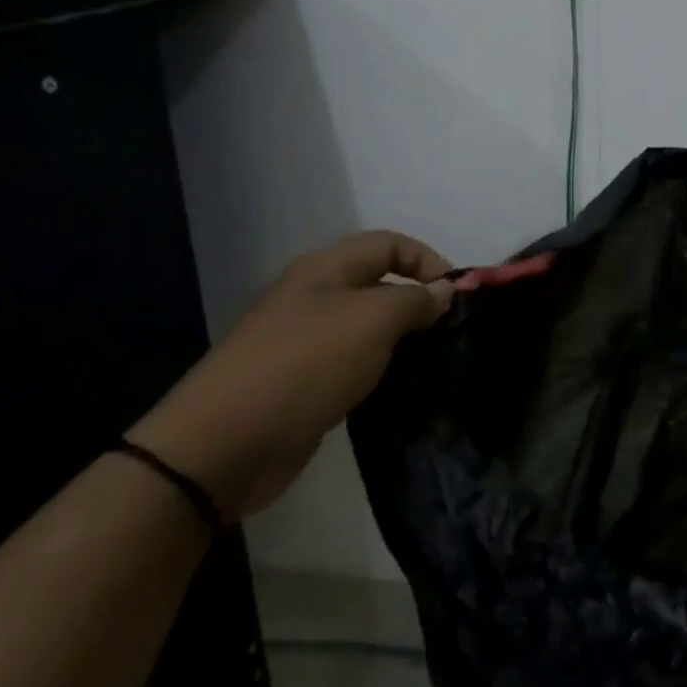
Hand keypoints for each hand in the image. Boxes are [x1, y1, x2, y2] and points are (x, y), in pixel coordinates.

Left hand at [128, 232, 454, 521]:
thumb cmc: (306, 365)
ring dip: (402, 338)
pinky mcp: (304, 382)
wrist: (227, 443)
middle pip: (379, 282)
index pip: (390, 243)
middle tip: (451, 332)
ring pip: (368, 326)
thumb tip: (444, 291)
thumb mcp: (372, 320)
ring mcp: (306, 340)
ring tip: (434, 361)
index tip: (459, 297)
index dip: (429, 260)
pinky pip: (354, 362)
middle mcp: (315, 296)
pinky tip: (401, 388)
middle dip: (419, 300)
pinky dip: (381, 369)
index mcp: (326, 269)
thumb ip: (415, 299)